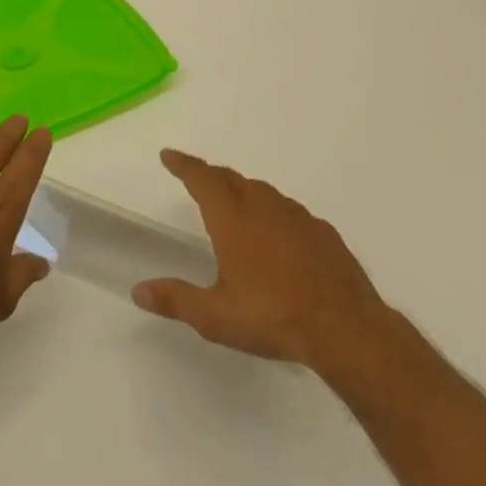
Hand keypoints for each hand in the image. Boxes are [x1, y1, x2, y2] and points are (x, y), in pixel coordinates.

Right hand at [132, 149, 389, 370]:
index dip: (183, 164)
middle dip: (209, 175)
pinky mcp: (323, 233)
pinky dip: (274, 212)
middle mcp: (261, 206)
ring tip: (235, 203)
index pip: (200, 178)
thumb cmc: (274, 317)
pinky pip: (289, 211)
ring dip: (242, 190)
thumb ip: (176, 300)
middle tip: (197, 178)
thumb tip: (138, 291)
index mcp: (231, 217)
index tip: (168, 155)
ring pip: (261, 191)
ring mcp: (296, 217)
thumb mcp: (216, 317)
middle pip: (230, 178)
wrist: (348, 330)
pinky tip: (279, 233)